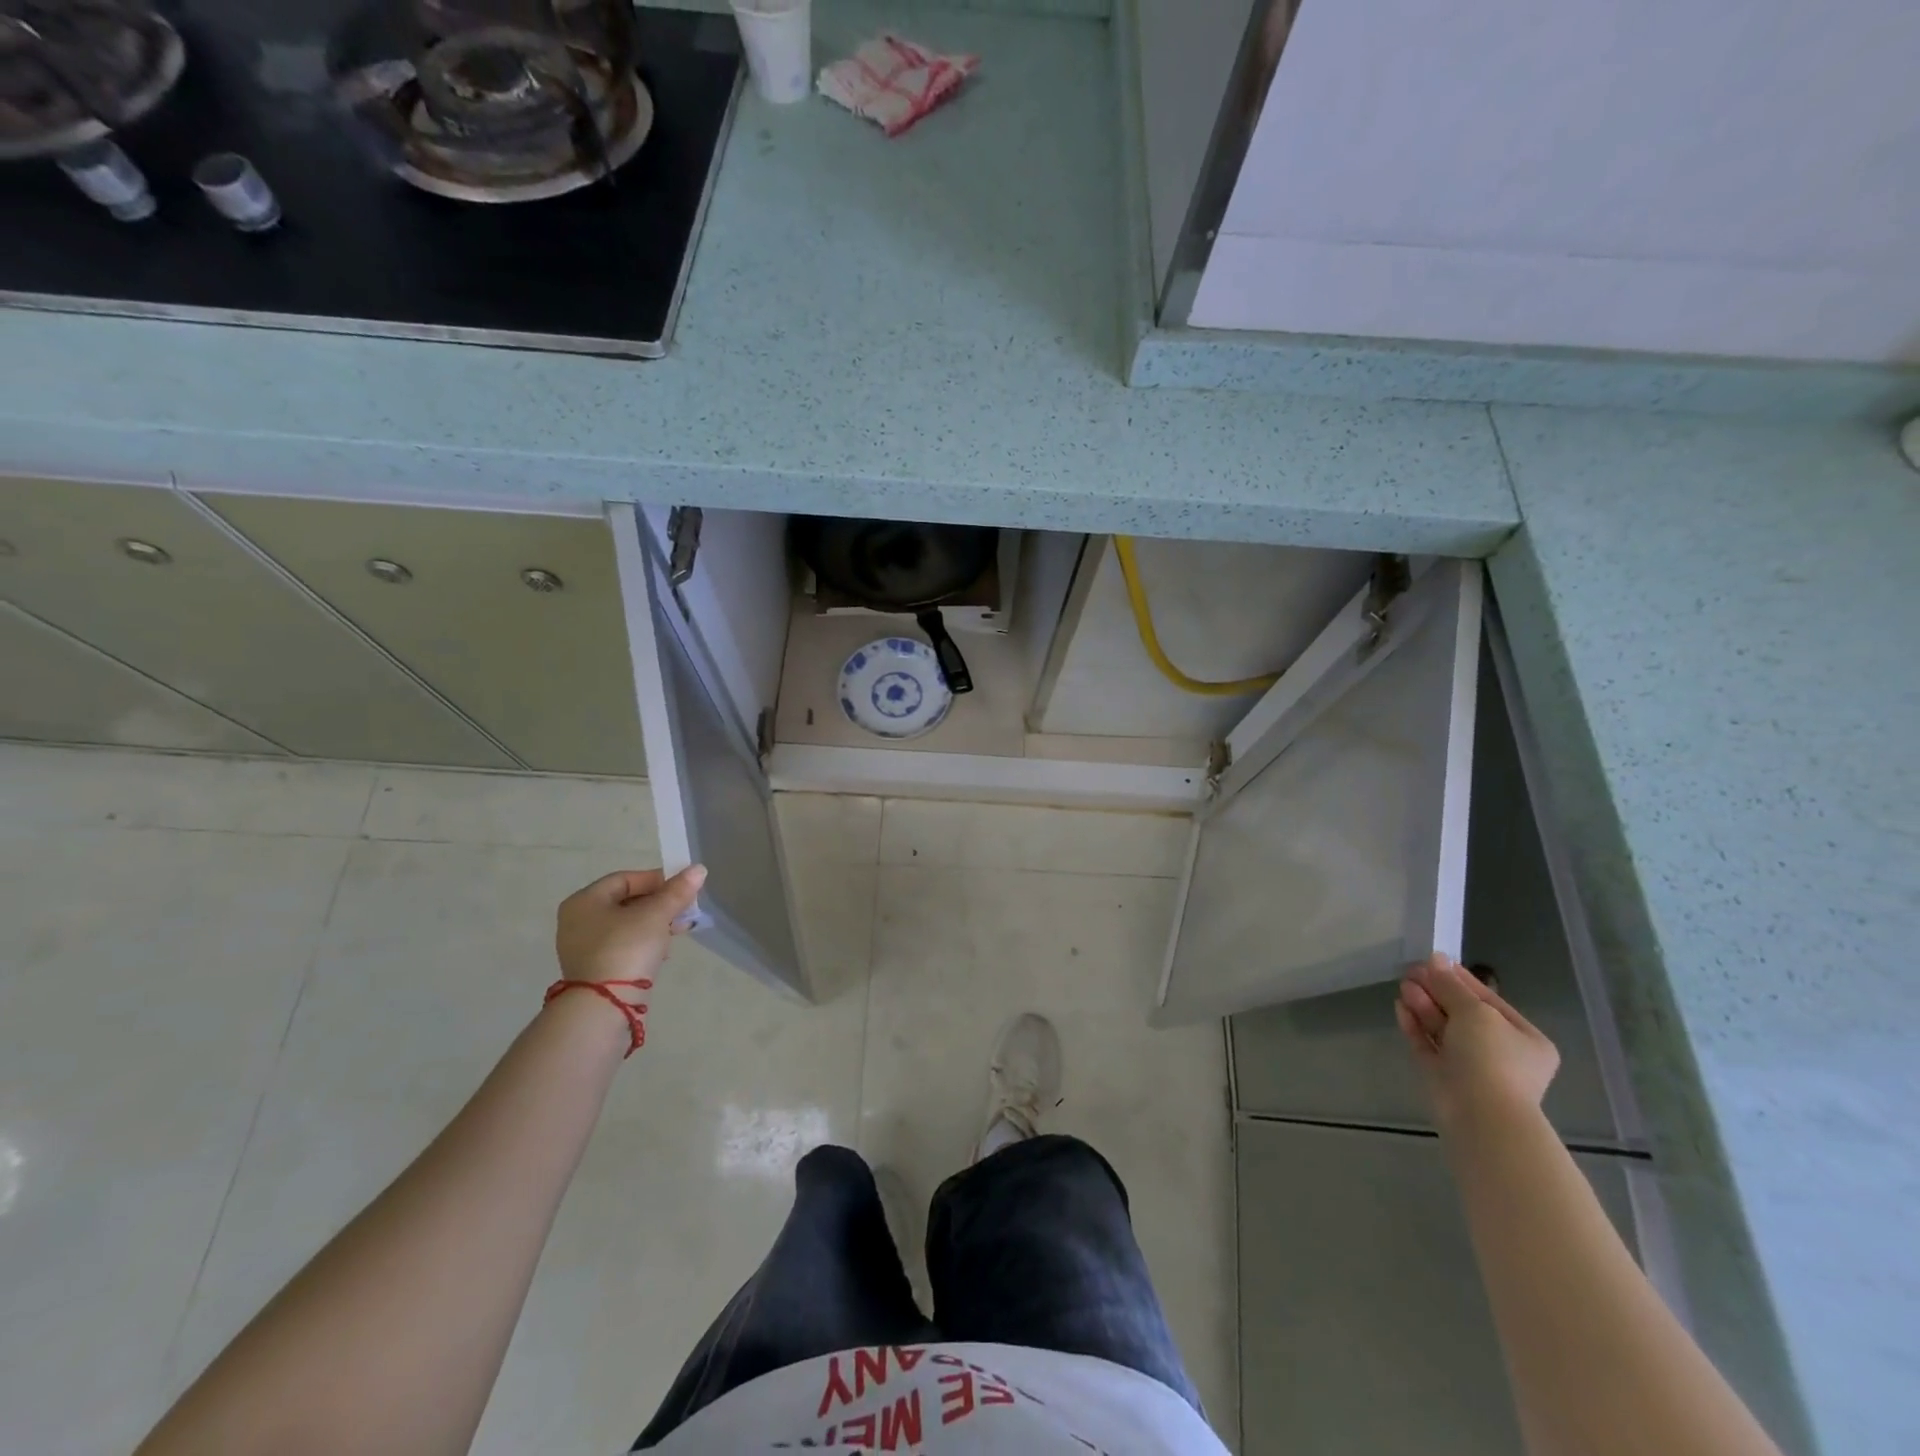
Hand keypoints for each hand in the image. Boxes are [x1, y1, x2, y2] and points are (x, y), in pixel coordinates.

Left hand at [554, 865, 705, 985]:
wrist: (605, 1006)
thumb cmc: (626, 948)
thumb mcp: (656, 915)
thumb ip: (677, 891)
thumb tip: (699, 868)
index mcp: (584, 901)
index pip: (625, 878)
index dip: (657, 879)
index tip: (683, 887)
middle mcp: (578, 921)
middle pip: (627, 901)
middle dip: (660, 903)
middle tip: (686, 908)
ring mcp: (584, 948)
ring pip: (628, 925)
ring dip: (657, 923)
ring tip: (682, 929)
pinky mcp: (595, 969)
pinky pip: (624, 945)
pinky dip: (645, 942)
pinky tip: (665, 950)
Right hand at [1395, 952, 1559, 1128]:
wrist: (1480, 1114)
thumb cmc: (1491, 1057)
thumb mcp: (1475, 1011)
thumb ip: (1451, 985)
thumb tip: (1435, 959)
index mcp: (1524, 1038)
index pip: (1488, 1000)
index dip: (1460, 978)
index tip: (1433, 960)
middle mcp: (1499, 1052)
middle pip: (1462, 1013)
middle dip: (1437, 991)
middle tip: (1411, 971)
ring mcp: (1470, 1066)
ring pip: (1443, 1029)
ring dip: (1424, 1005)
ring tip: (1403, 985)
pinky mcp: (1443, 1077)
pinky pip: (1428, 1045)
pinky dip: (1415, 1026)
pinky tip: (1400, 1007)